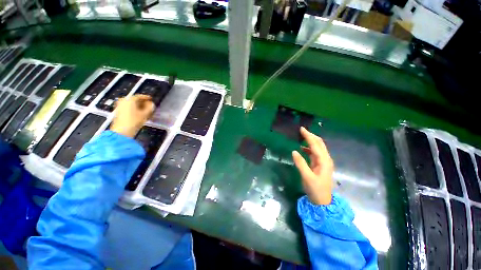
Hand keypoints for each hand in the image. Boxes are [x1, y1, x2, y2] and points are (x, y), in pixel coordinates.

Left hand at [110, 94, 154, 137]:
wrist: (122, 131)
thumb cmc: (134, 121)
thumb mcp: (145, 114)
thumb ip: (150, 108)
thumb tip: (152, 104)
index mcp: (129, 99)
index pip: (139, 96)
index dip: (146, 98)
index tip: (151, 99)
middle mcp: (123, 101)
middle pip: (134, 100)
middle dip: (142, 103)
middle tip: (149, 106)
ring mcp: (119, 106)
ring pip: (131, 104)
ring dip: (138, 106)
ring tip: (145, 110)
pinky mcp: (118, 112)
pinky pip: (128, 108)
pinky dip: (134, 109)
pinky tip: (139, 114)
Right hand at [292, 127, 333, 204]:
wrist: (322, 201)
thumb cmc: (315, 189)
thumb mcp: (307, 177)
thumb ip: (300, 163)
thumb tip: (294, 151)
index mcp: (324, 161)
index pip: (315, 145)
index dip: (308, 136)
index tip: (301, 129)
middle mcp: (325, 159)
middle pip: (319, 143)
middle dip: (311, 136)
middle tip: (301, 131)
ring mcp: (323, 162)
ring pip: (317, 147)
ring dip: (310, 141)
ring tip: (301, 137)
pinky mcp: (319, 165)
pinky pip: (314, 153)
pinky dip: (309, 148)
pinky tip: (302, 148)